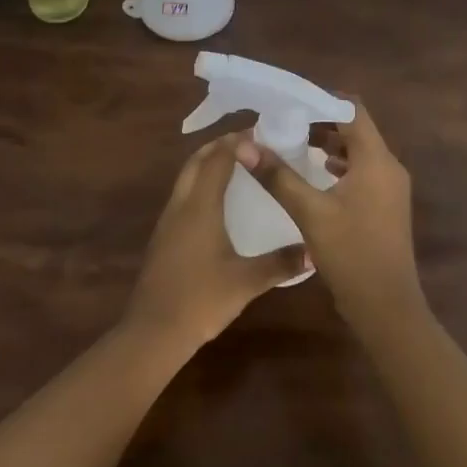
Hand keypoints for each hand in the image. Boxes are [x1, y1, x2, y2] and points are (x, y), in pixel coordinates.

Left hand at [124, 134, 310, 349]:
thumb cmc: (201, 299)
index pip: (218, 159)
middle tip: (249, 144)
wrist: (153, 331)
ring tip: (236, 166)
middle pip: (197, 161)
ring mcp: (168, 220)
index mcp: (200, 206)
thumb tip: (314, 251)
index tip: (262, 134)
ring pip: (186, 177)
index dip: (237, 142)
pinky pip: (182, 195)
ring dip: (207, 164)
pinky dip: (199, 184)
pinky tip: (216, 202)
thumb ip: (281, 263)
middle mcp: (181, 204)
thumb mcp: (246, 282)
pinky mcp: (163, 236)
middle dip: (220, 146)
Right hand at [238, 101, 422, 331]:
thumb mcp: (309, 212)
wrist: (387, 308)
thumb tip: (244, 146)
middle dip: (321, 121)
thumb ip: (277, 176)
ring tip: (293, 143)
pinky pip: (361, 171)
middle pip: (356, 129)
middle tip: (284, 121)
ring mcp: (390, 188)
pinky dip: (338, 165)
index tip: (290, 101)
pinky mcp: (385, 206)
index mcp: (376, 160)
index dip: (322, 100)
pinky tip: (313, 174)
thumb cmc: (351, 254)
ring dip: (328, 144)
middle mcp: (388, 167)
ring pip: (358, 151)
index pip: (353, 110)